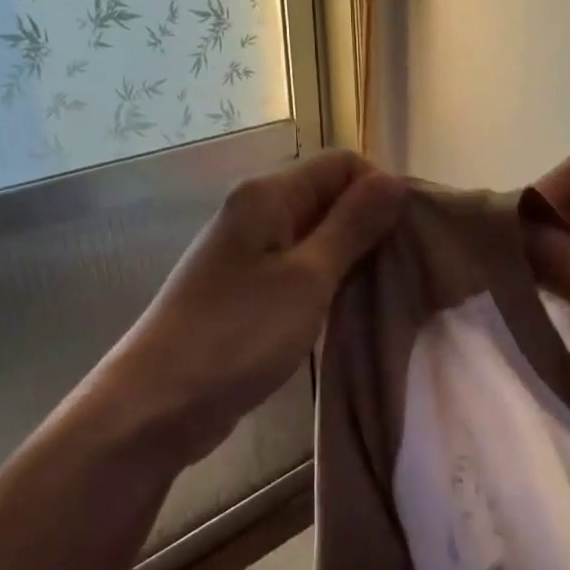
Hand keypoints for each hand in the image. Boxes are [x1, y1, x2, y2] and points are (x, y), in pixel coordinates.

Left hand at [96, 150, 404, 465]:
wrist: (159, 404)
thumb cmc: (237, 334)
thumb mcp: (307, 278)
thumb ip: (352, 226)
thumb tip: (393, 180)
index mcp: (267, 196)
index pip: (343, 165)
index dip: (381, 191)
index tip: (410, 236)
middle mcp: (256, 213)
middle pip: (330, 198)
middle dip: (371, 226)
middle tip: (406, 269)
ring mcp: (249, 254)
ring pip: (317, 238)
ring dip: (352, 259)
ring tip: (385, 292)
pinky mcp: (247, 291)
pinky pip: (300, 271)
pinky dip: (328, 283)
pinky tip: (349, 310)